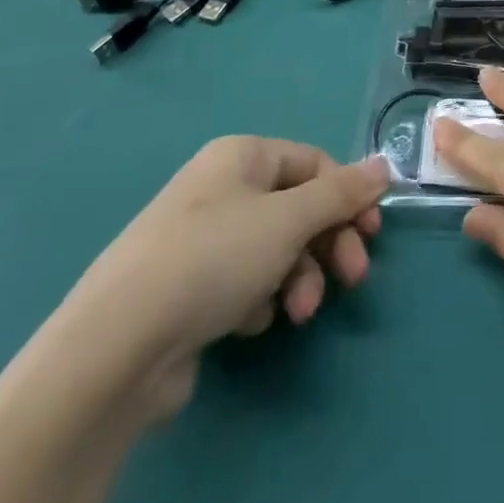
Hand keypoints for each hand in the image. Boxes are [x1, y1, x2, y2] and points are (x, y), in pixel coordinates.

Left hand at [52, 137, 389, 417]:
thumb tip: (385, 165)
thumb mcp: (289, 220)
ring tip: (298, 313)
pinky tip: (249, 322)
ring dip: (299, 278)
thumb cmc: (214, 259)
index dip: (348, 196)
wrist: (118, 345)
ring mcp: (202, 238)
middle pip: (298, 207)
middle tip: (353, 278)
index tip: (372, 234)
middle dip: (328, 244)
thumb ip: (341, 193)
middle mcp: (222, 188)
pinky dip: (260, 300)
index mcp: (242, 156)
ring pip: (276, 248)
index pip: (315, 163)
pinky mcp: (189, 288)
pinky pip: (245, 281)